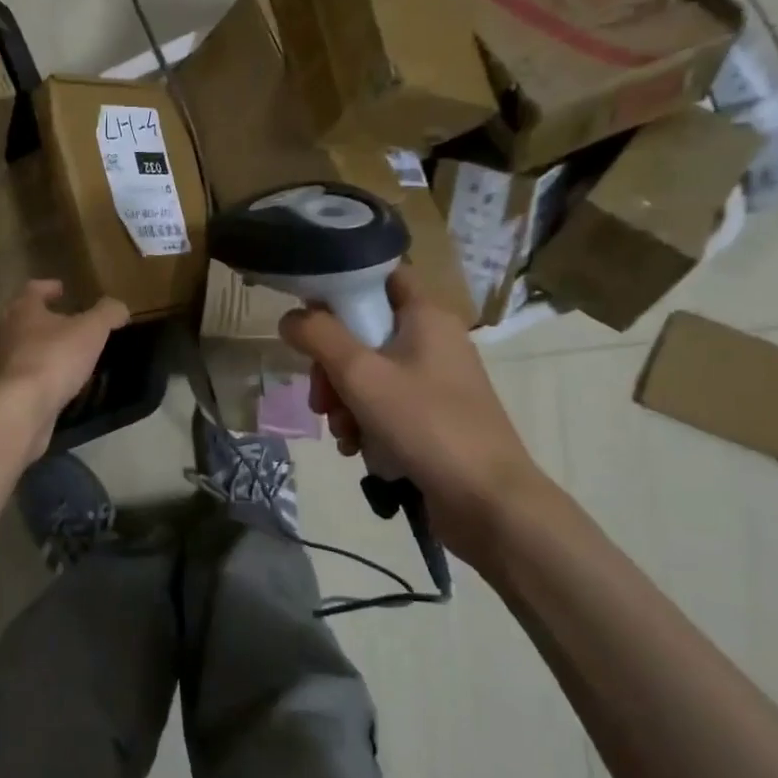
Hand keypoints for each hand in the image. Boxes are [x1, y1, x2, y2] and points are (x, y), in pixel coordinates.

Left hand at [0, 280, 129, 450]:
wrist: (20, 408)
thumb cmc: (54, 358)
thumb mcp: (91, 330)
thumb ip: (107, 314)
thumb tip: (119, 307)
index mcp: (23, 310)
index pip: (33, 289)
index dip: (49, 287)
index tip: (62, 289)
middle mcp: (5, 332)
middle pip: (22, 318)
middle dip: (43, 318)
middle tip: (65, 321)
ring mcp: (0, 364)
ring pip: (21, 348)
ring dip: (40, 348)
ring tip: (64, 355)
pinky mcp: (3, 392)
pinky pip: (23, 376)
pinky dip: (38, 375)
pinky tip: (56, 383)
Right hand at [278, 266, 551, 559]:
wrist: (487, 501)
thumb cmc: (426, 424)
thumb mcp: (361, 375)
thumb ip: (319, 337)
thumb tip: (290, 318)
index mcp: (426, 316)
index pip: (381, 276)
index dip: (343, 287)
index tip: (309, 316)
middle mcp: (433, 341)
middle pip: (364, 332)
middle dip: (331, 366)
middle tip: (320, 397)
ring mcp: (435, 382)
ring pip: (369, 373)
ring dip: (343, 401)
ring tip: (342, 433)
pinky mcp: (433, 417)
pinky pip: (384, 405)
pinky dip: (364, 422)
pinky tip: (356, 448)